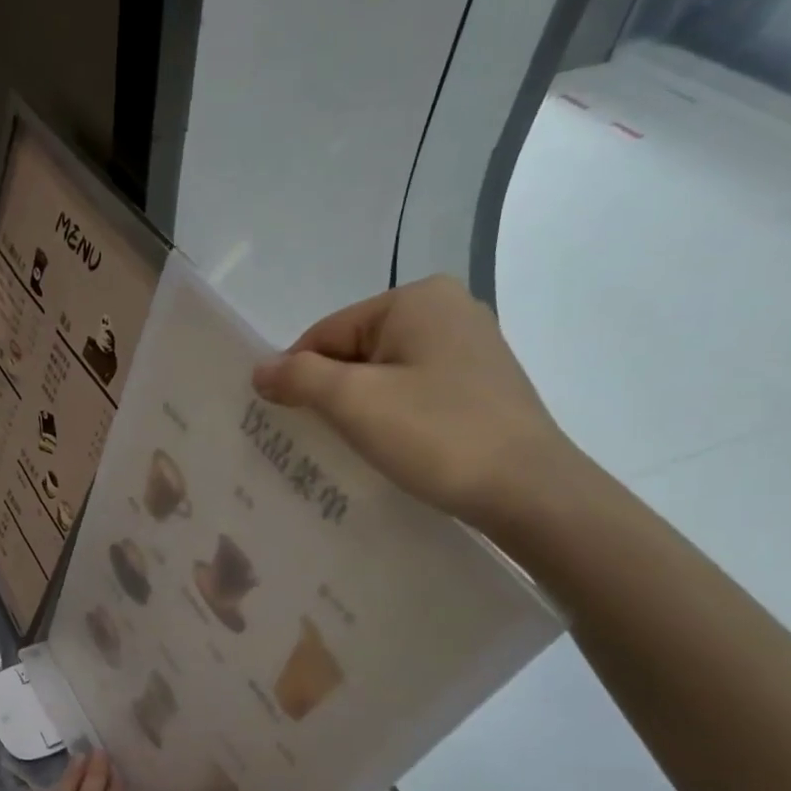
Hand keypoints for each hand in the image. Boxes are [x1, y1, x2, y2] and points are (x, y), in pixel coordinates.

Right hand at [251, 276, 579, 530]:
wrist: (530, 492)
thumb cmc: (436, 435)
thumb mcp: (353, 402)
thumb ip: (298, 378)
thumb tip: (260, 369)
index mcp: (416, 299)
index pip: (327, 332)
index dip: (298, 376)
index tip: (285, 421)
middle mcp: (448, 309)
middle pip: (355, 351)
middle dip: (330, 393)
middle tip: (318, 439)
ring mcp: (471, 347)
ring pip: (384, 374)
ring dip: (359, 409)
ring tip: (353, 448)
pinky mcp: (482, 384)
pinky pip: (414, 391)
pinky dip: (392, 416)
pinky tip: (391, 447)